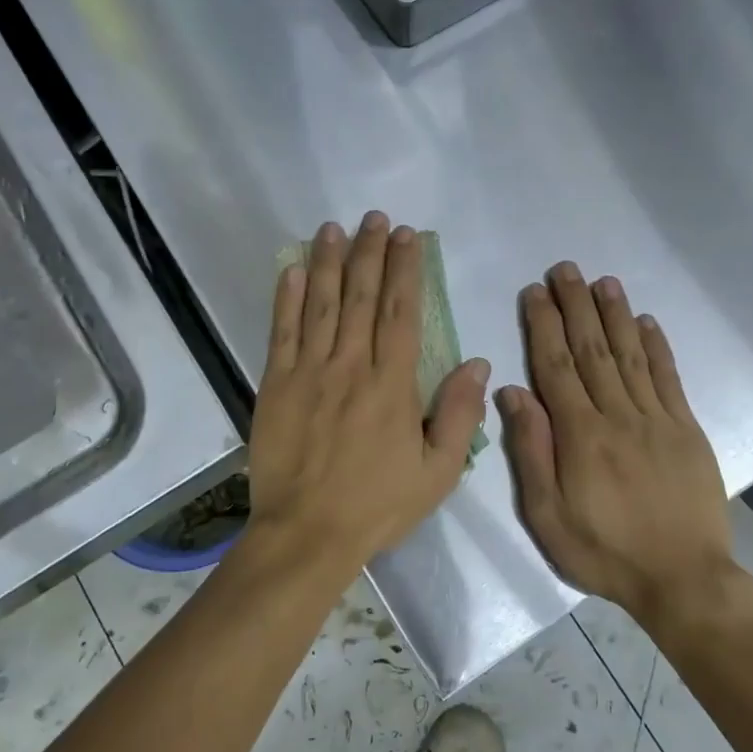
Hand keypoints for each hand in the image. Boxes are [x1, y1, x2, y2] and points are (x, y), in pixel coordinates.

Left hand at [247, 212, 489, 576]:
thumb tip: (477, 362)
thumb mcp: (438, 471)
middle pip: (361, 297)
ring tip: (335, 228)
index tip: (408, 237)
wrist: (307, 533)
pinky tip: (294, 269)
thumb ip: (458, 414)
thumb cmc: (377, 505)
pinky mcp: (275, 385)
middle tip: (375, 218)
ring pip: (322, 305)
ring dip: (330, 262)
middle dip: (370, 253)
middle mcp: (350, 366)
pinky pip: (282, 332)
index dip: (405, 270)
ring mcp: (308, 372)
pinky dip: (288, 298)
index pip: (401, 312)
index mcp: (392, 384)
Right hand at [497, 264, 740, 619]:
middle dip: (576, 306)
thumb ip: (531, 451)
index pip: (556, 367)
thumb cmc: (604, 551)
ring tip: (604, 281)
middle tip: (565, 269)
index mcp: (580, 435)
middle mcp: (618, 415)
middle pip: (592, 350)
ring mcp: (657, 419)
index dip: (544, 326)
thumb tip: (513, 393)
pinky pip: (669, 379)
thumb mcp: (547, 515)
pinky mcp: (686, 430)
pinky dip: (658, 347)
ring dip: (615, 315)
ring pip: (631, 355)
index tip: (535, 292)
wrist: (683, 578)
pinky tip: (647, 322)